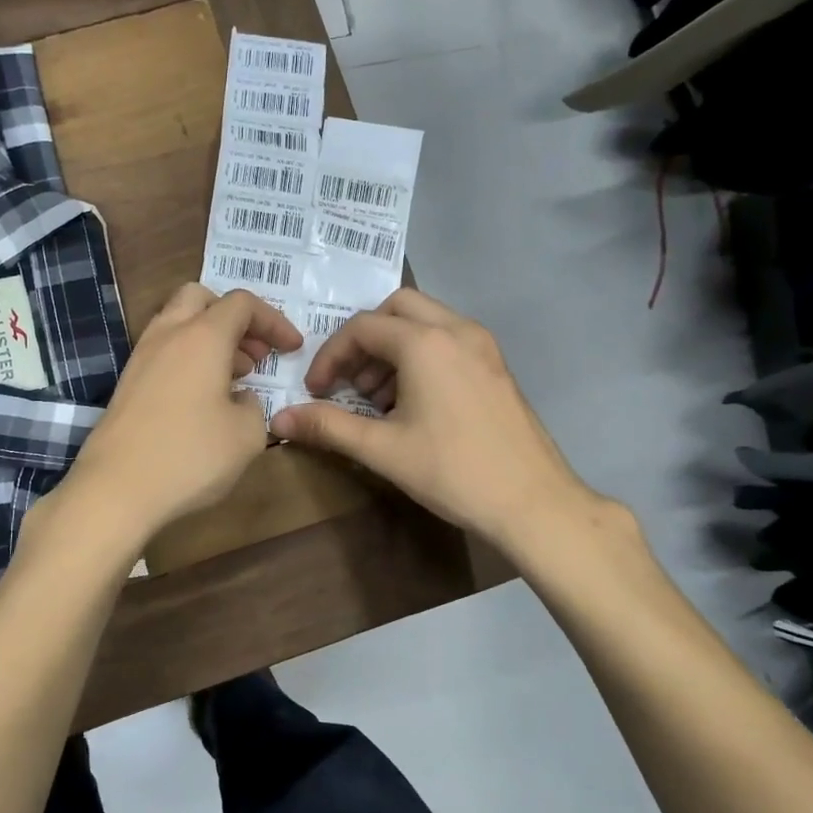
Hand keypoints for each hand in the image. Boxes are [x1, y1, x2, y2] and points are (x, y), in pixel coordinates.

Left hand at [62, 284, 302, 542]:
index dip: (273, 321)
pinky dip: (189, 358)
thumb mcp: (247, 436)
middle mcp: (168, 334)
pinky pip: (164, 351)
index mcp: (202, 336)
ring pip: (178, 323)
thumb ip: (254, 407)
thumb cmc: (190, 456)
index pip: (242, 304)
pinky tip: (203, 399)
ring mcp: (141, 357)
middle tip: (255, 355)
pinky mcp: (127, 382)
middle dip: (234, 318)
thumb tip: (239, 399)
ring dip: (210, 339)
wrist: (115, 489)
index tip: (292, 349)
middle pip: (201, 298)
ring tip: (234, 379)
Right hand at [270, 288, 607, 551]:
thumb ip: (326, 426)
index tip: (316, 391)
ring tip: (377, 399)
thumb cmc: (453, 472)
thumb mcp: (382, 449)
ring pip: (424, 321)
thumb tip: (279, 419)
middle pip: (395, 309)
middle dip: (363, 341)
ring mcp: (483, 345)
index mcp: (425, 342)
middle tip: (349, 382)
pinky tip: (413, 403)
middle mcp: (456, 329)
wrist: (534, 503)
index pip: (361, 328)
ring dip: (391, 348)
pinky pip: (447, 340)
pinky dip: (420, 355)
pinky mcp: (496, 364)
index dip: (330, 357)